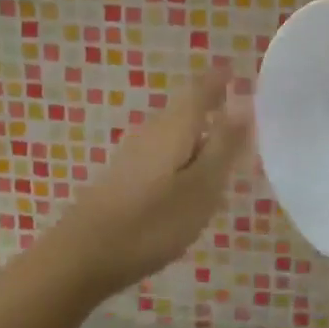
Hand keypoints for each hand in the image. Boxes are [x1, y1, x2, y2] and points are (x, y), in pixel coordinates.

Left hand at [40, 64, 252, 299]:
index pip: (201, 90)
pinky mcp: (123, 178)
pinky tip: (190, 177)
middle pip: (186, 109)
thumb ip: (224, 145)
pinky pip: (162, 153)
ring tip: (224, 147)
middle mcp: (152, 132)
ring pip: (174, 132)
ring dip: (199, 133)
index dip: (220, 80)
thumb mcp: (201, 187)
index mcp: (175, 128)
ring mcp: (133, 154)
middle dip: (212, 105)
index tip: (237, 71)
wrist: (83, 257)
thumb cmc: (153, 222)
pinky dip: (183, 155)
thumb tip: (245, 101)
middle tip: (242, 113)